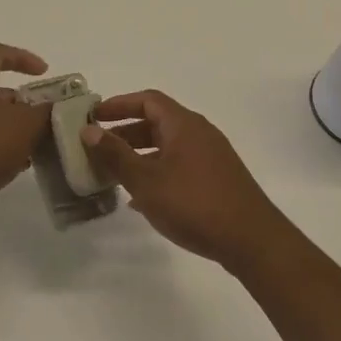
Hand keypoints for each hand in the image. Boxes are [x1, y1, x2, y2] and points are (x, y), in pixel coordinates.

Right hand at [80, 90, 290, 270]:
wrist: (251, 240)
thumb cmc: (194, 204)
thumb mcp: (146, 180)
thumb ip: (115, 154)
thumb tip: (89, 130)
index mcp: (183, 124)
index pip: (147, 100)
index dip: (119, 104)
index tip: (94, 116)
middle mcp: (199, 132)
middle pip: (157, 122)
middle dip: (125, 133)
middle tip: (98, 147)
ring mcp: (211, 156)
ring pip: (167, 146)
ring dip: (139, 155)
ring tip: (114, 174)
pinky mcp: (217, 179)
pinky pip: (179, 165)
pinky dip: (157, 172)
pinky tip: (141, 198)